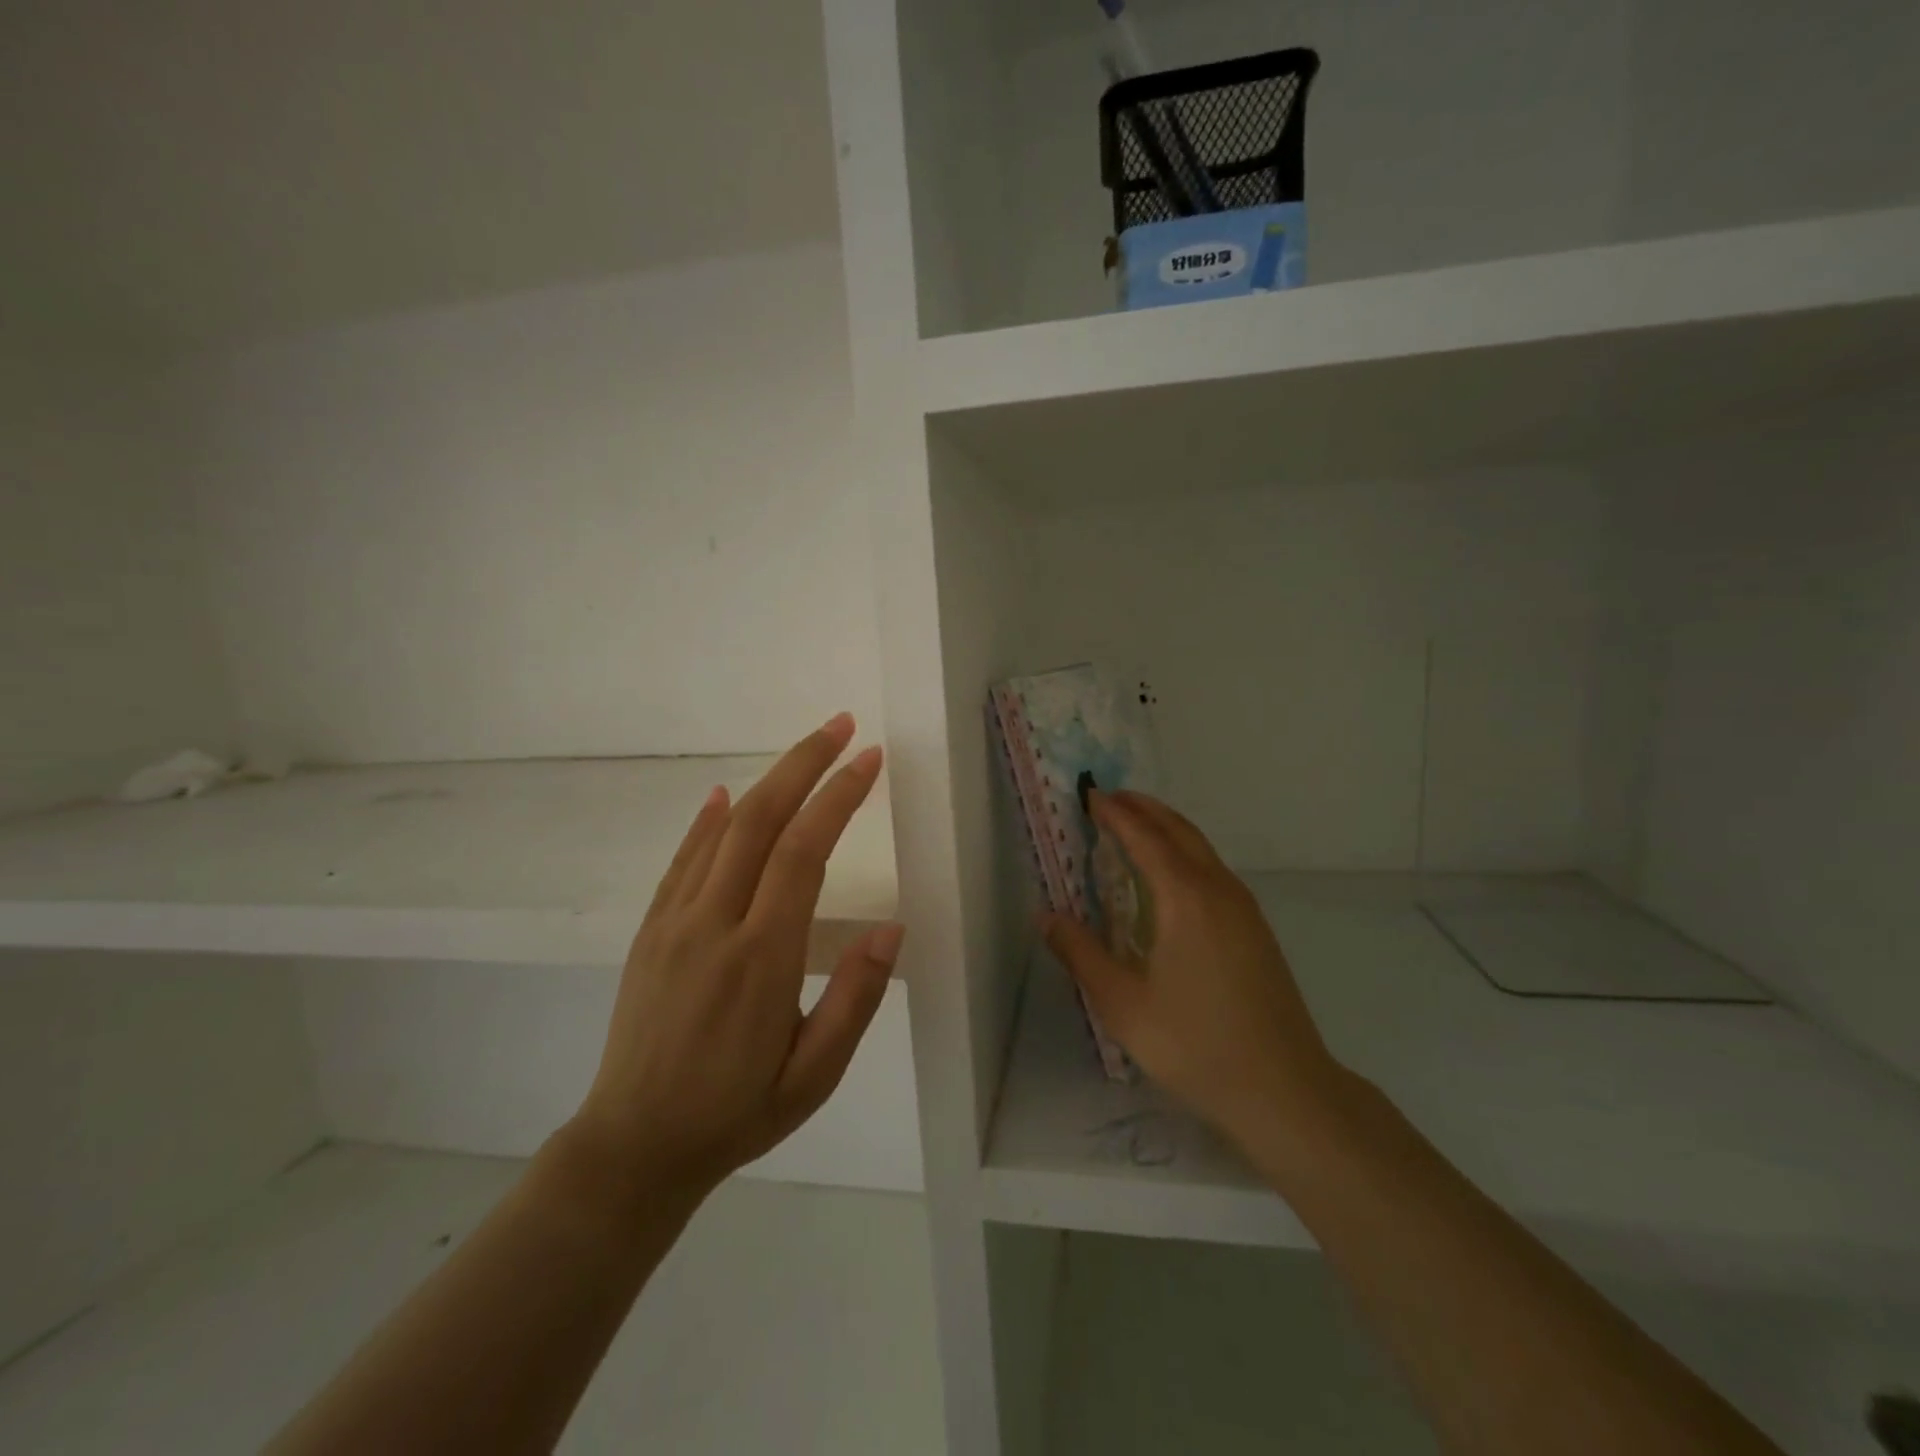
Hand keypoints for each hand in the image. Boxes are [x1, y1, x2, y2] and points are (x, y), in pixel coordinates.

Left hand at [570, 713, 903, 1200]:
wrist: (633, 1147)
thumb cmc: (736, 1113)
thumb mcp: (814, 1075)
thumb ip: (855, 999)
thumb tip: (892, 928)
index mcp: (762, 958)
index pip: (804, 852)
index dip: (838, 797)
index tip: (870, 759)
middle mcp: (714, 924)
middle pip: (761, 820)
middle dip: (805, 764)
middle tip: (842, 726)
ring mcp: (674, 922)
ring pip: (724, 830)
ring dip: (767, 780)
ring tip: (806, 748)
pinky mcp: (650, 930)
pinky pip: (683, 859)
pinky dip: (708, 819)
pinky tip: (725, 795)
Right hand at [1042, 790, 1345, 1156]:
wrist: (1284, 1088)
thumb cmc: (1195, 1044)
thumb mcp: (1122, 1004)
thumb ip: (1080, 954)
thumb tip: (1045, 916)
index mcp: (1185, 898)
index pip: (1144, 837)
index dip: (1115, 813)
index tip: (1090, 795)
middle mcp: (1218, 890)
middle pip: (1178, 830)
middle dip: (1143, 809)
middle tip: (1109, 799)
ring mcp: (1243, 908)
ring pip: (1201, 848)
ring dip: (1166, 828)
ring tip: (1134, 828)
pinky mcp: (1255, 928)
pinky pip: (1213, 869)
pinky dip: (1184, 852)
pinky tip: (1169, 878)